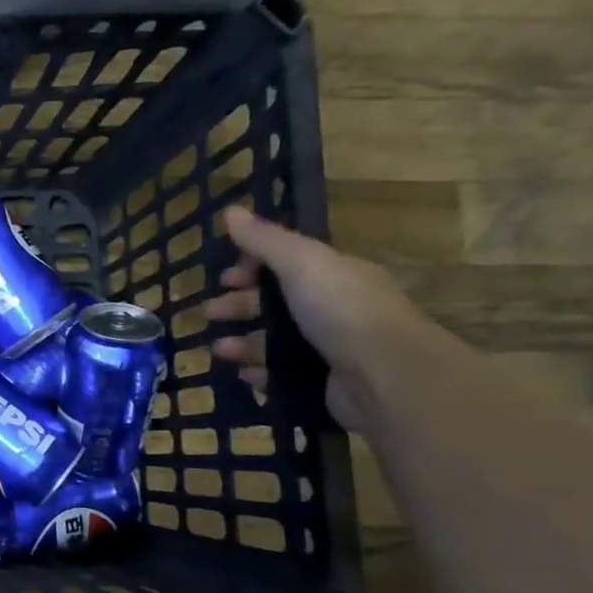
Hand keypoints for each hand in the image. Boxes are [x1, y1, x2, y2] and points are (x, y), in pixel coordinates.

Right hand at [204, 208, 434, 431]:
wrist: (384, 374)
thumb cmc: (341, 309)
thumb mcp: (301, 263)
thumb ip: (265, 240)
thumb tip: (230, 210)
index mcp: (334, 275)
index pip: (288, 264)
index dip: (253, 267)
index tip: (223, 278)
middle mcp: (333, 309)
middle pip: (277, 303)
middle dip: (240, 306)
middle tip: (208, 313)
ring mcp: (329, 347)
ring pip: (275, 341)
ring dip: (243, 343)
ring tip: (217, 350)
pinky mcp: (322, 382)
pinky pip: (283, 374)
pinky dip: (260, 373)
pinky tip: (242, 375)